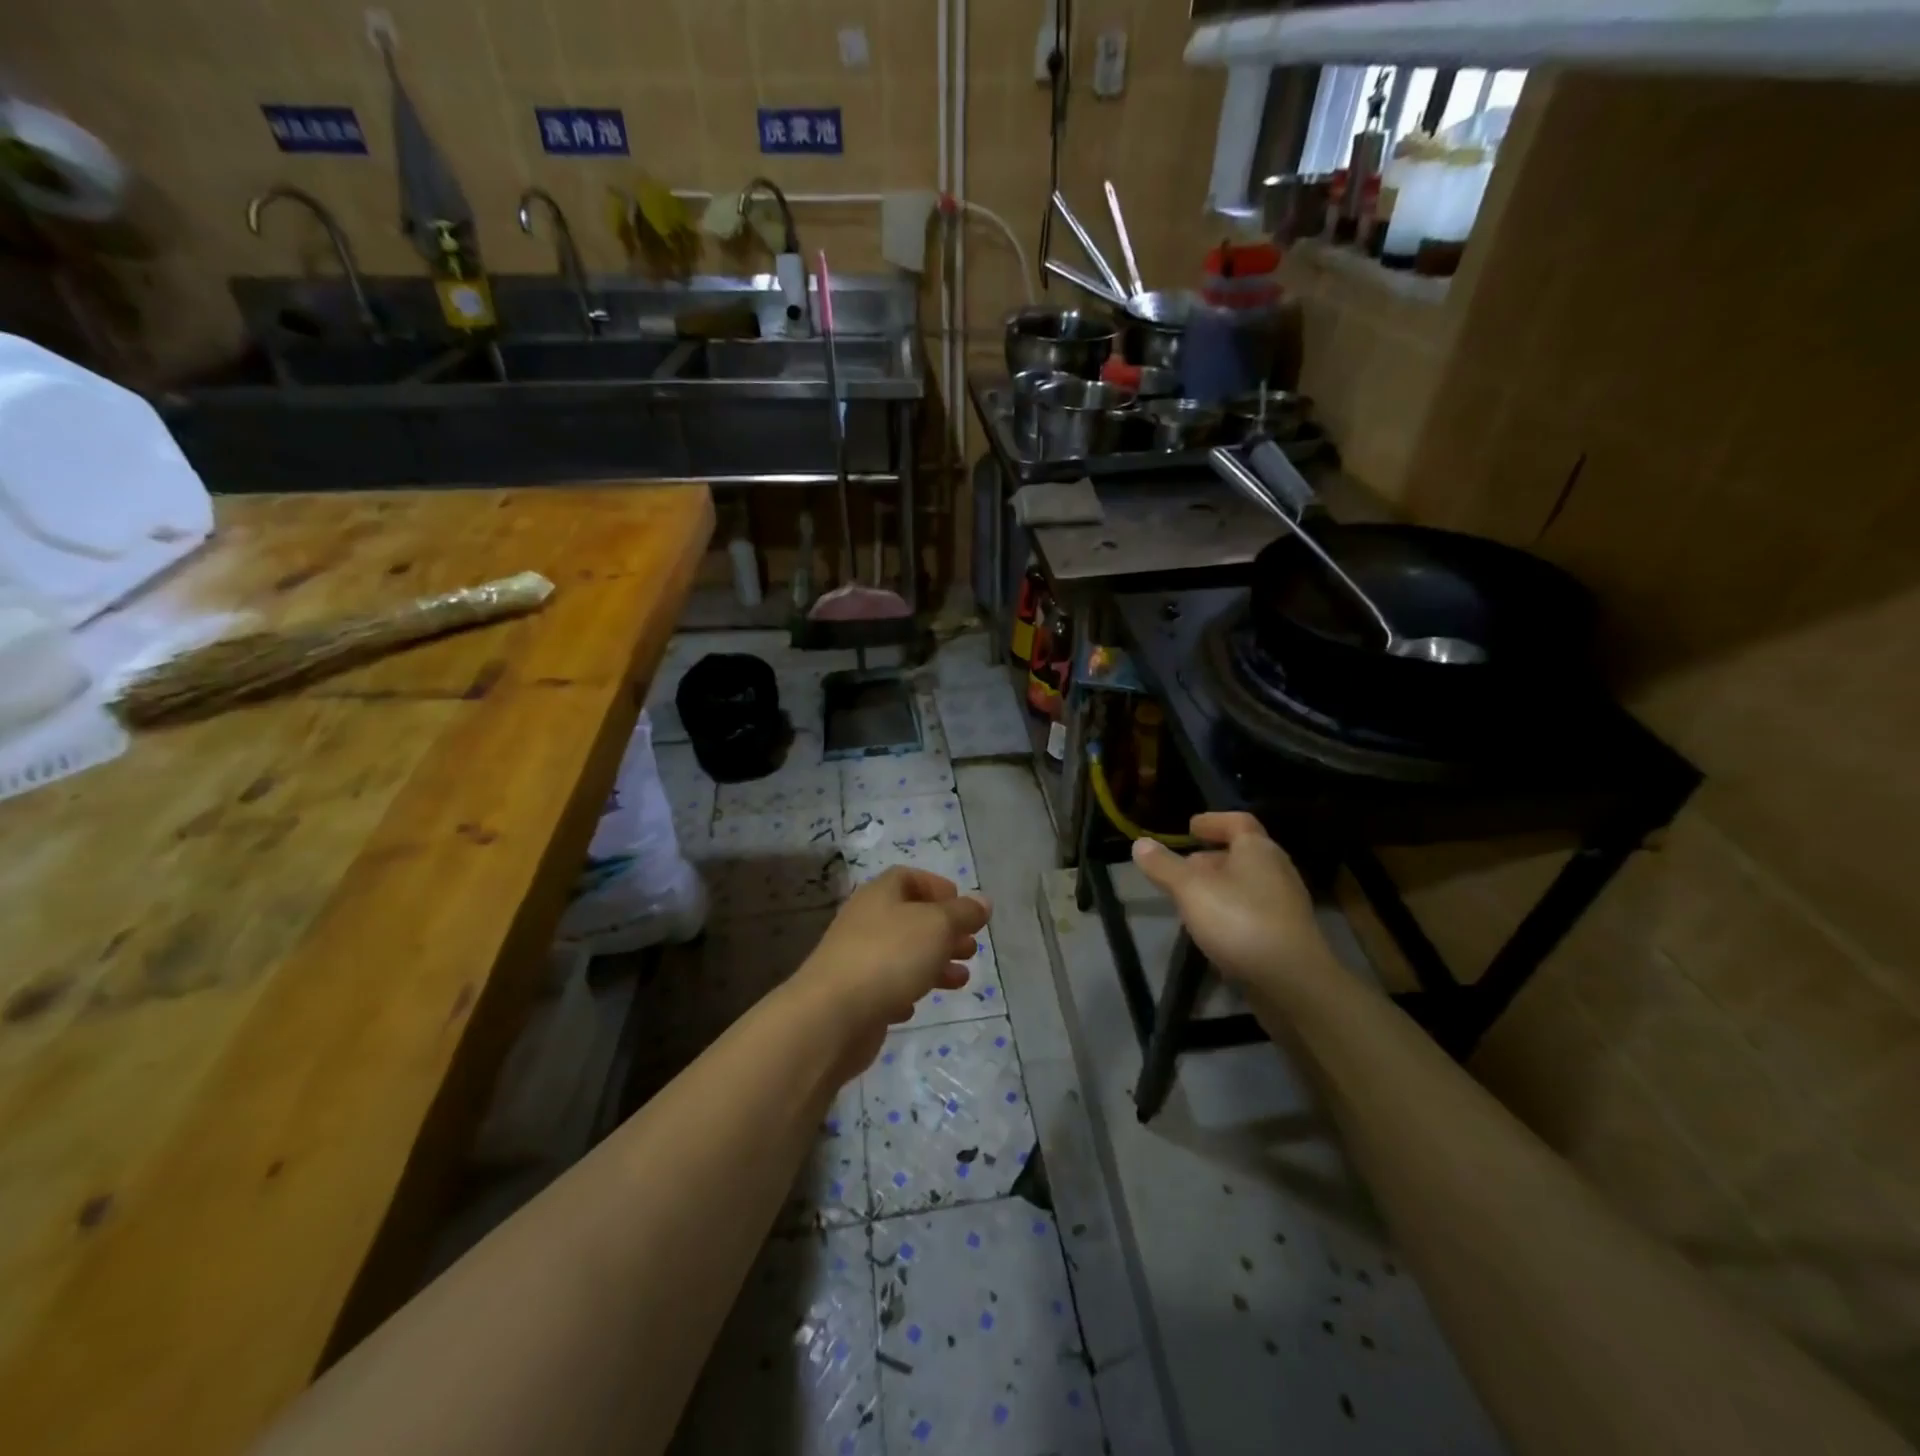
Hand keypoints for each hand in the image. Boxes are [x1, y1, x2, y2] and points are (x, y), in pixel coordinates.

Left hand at [791, 867, 991, 1081]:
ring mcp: (856, 959)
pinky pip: (886, 986)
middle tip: (971, 949)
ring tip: (961, 980)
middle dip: (944, 932)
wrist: (832, 1016)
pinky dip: (906, 991)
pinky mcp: (854, 995)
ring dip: (933, 963)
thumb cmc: (890, 957)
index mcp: (881, 894)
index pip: (909, 878)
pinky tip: (916, 1005)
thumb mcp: (938, 926)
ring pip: (902, 954)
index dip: (938, 888)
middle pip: (910, 918)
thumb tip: (982, 902)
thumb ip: (963, 913)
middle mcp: (865, 920)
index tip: (964, 909)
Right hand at [1130, 813, 1333, 998]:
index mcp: (1258, 850)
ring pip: (1247, 885)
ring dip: (1219, 888)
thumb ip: (1164, 866)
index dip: (1213, 821)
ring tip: (1190, 902)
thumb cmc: (1240, 921)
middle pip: (1242, 854)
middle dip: (1210, 859)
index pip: (1237, 822)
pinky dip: (1231, 913)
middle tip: (1182, 869)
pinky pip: (1253, 912)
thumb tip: (1140, 843)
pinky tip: (1212, 932)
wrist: (1293, 982)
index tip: (1190, 827)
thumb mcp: (1190, 889)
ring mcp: (1285, 905)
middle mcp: (1277, 871)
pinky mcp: (1286, 936)